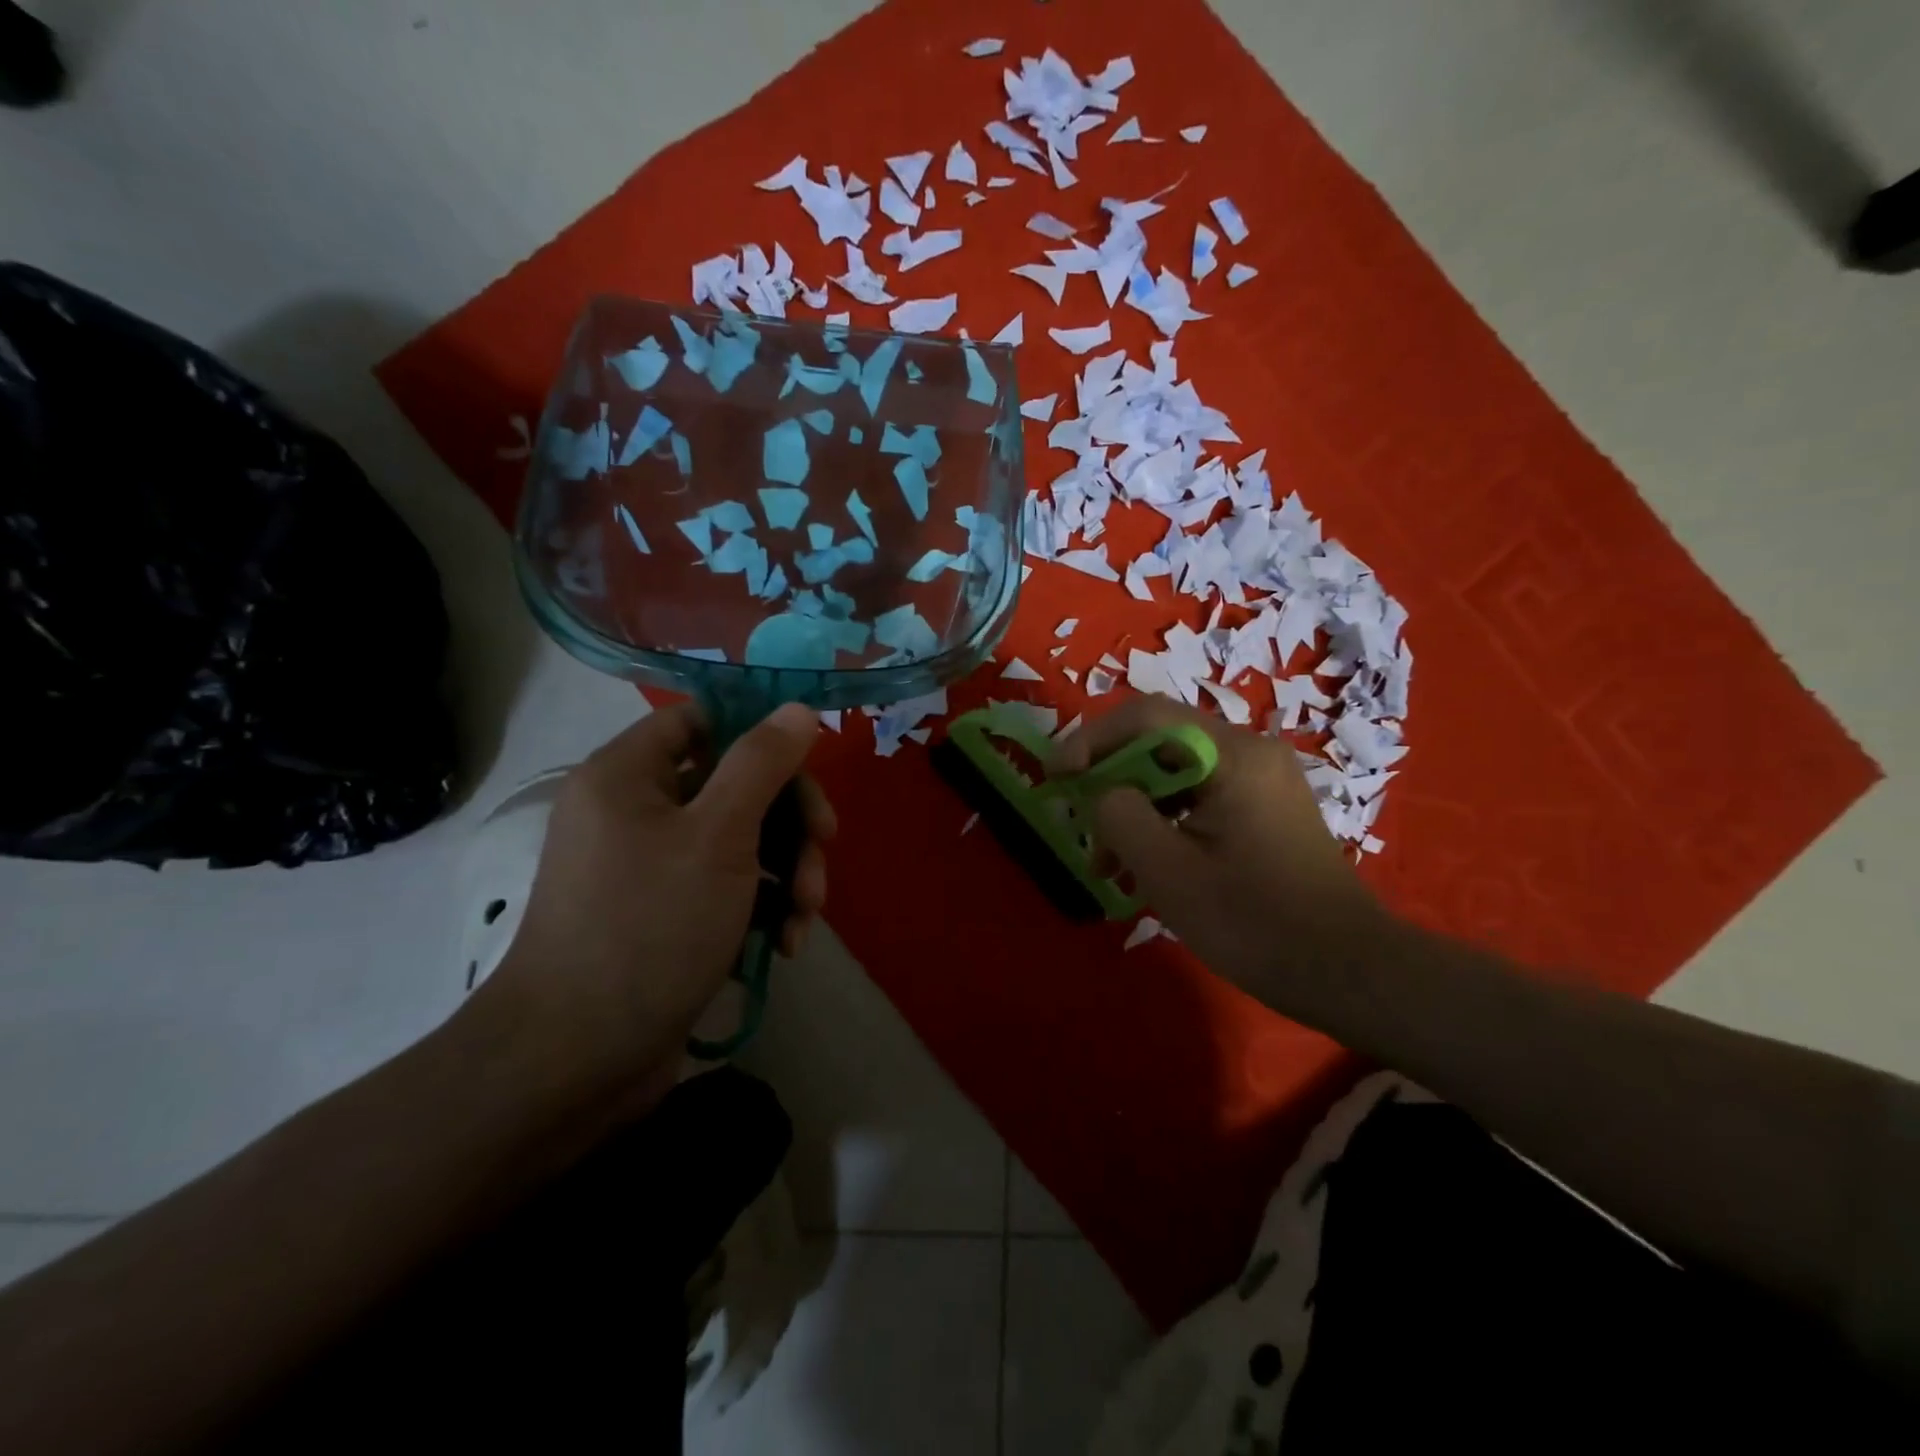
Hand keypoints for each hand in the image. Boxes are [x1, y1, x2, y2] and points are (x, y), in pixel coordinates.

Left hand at [467, 702, 833, 1101]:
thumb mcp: (719, 835)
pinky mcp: (670, 914)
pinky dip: (763, 907)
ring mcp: (653, 866)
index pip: (703, 719)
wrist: (578, 1059)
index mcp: (628, 774)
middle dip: (789, 819)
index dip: (760, 733)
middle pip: (734, 782)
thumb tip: (799, 708)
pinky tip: (786, 944)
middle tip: (824, 850)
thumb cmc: (649, 927)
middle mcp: (636, 811)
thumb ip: (762, 763)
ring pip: (742, 838)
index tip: (810, 765)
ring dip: (787, 870)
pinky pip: (729, 886)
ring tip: (805, 916)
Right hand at [1052, 698, 1380, 995]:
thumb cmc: (1255, 924)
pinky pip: (1199, 795)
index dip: (1091, 739)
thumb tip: (1105, 794)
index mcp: (1233, 755)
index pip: (1146, 717)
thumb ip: (1121, 817)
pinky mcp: (1264, 806)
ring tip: (1109, 863)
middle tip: (1084, 828)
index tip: (1057, 778)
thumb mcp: (1169, 873)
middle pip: (1159, 742)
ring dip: (1134, 807)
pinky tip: (1146, 865)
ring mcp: (1261, 779)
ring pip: (1175, 772)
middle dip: (1111, 780)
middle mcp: (1251, 751)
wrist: (1347, 972)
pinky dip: (1163, 820)